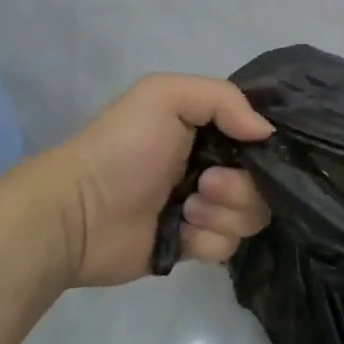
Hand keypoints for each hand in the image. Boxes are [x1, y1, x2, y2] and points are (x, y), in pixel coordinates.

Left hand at [21, 75, 274, 289]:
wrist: (76, 214)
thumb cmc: (122, 148)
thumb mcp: (164, 96)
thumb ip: (224, 99)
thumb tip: (266, 133)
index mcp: (209, 127)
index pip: (260, 135)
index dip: (263, 145)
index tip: (250, 149)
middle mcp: (214, 164)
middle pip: (264, 181)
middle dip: (240, 186)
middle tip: (203, 184)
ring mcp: (206, 207)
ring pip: (252, 215)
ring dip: (222, 213)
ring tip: (186, 208)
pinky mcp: (195, 244)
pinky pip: (228, 247)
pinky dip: (207, 240)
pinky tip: (179, 232)